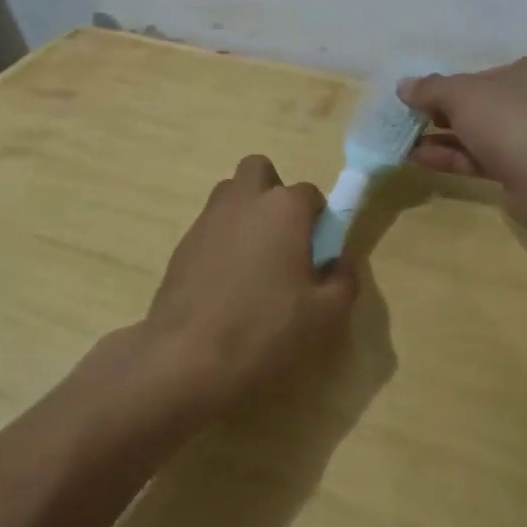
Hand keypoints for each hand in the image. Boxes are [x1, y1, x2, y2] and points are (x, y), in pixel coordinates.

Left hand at [133, 155, 358, 421]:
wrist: (187, 356)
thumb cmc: (265, 330)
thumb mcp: (326, 315)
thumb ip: (343, 279)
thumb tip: (341, 261)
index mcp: (284, 208)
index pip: (310, 193)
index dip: (318, 219)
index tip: (319, 250)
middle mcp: (244, 200)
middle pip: (259, 171)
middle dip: (273, 192)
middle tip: (283, 237)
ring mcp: (208, 218)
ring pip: (230, 194)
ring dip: (245, 211)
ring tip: (253, 259)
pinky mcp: (182, 242)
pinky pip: (209, 225)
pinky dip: (222, 239)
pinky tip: (225, 281)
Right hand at [398, 57, 526, 198]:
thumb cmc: (507, 120)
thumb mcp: (460, 95)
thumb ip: (429, 88)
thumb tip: (403, 86)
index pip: (482, 75)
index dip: (450, 85)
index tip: (421, 97)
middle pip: (480, 105)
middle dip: (442, 114)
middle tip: (411, 121)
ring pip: (479, 135)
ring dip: (442, 139)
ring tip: (406, 144)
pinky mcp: (524, 171)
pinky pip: (482, 159)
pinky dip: (453, 158)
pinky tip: (420, 160)